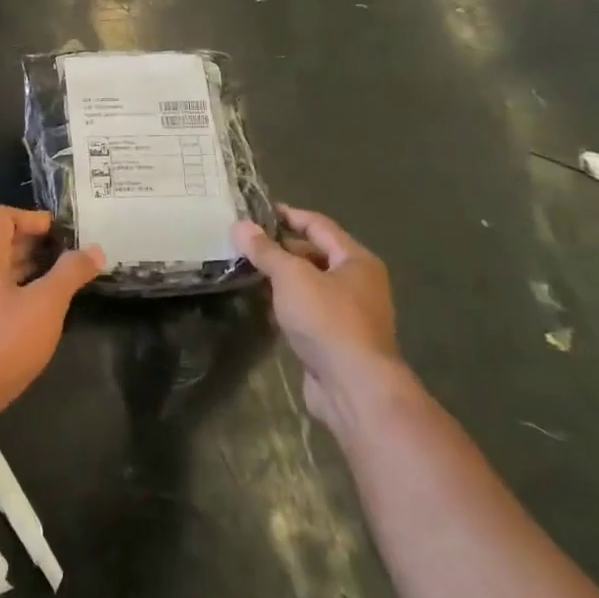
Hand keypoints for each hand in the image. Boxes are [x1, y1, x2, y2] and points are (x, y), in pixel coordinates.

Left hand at [0, 207, 102, 428]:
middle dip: (34, 246)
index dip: (31, 218)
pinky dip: (16, 298)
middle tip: (68, 257)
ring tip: (59, 285)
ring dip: (26, 273)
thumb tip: (93, 249)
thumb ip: (69, 274)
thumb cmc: (1, 343)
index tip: (60, 232)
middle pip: (0, 246)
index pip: (2, 218)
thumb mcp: (44, 305)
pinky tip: (38, 319)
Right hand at [233, 205, 403, 436]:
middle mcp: (358, 282)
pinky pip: (307, 311)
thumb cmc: (327, 320)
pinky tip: (262, 305)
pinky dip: (285, 304)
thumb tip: (240, 225)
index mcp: (356, 260)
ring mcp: (348, 313)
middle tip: (244, 243)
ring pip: (309, 285)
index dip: (289, 215)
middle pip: (315, 254)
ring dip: (281, 278)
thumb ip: (265, 251)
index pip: (319, 225)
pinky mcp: (335, 339)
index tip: (258, 210)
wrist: (353, 386)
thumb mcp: (291, 277)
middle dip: (281, 248)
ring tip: (245, 270)